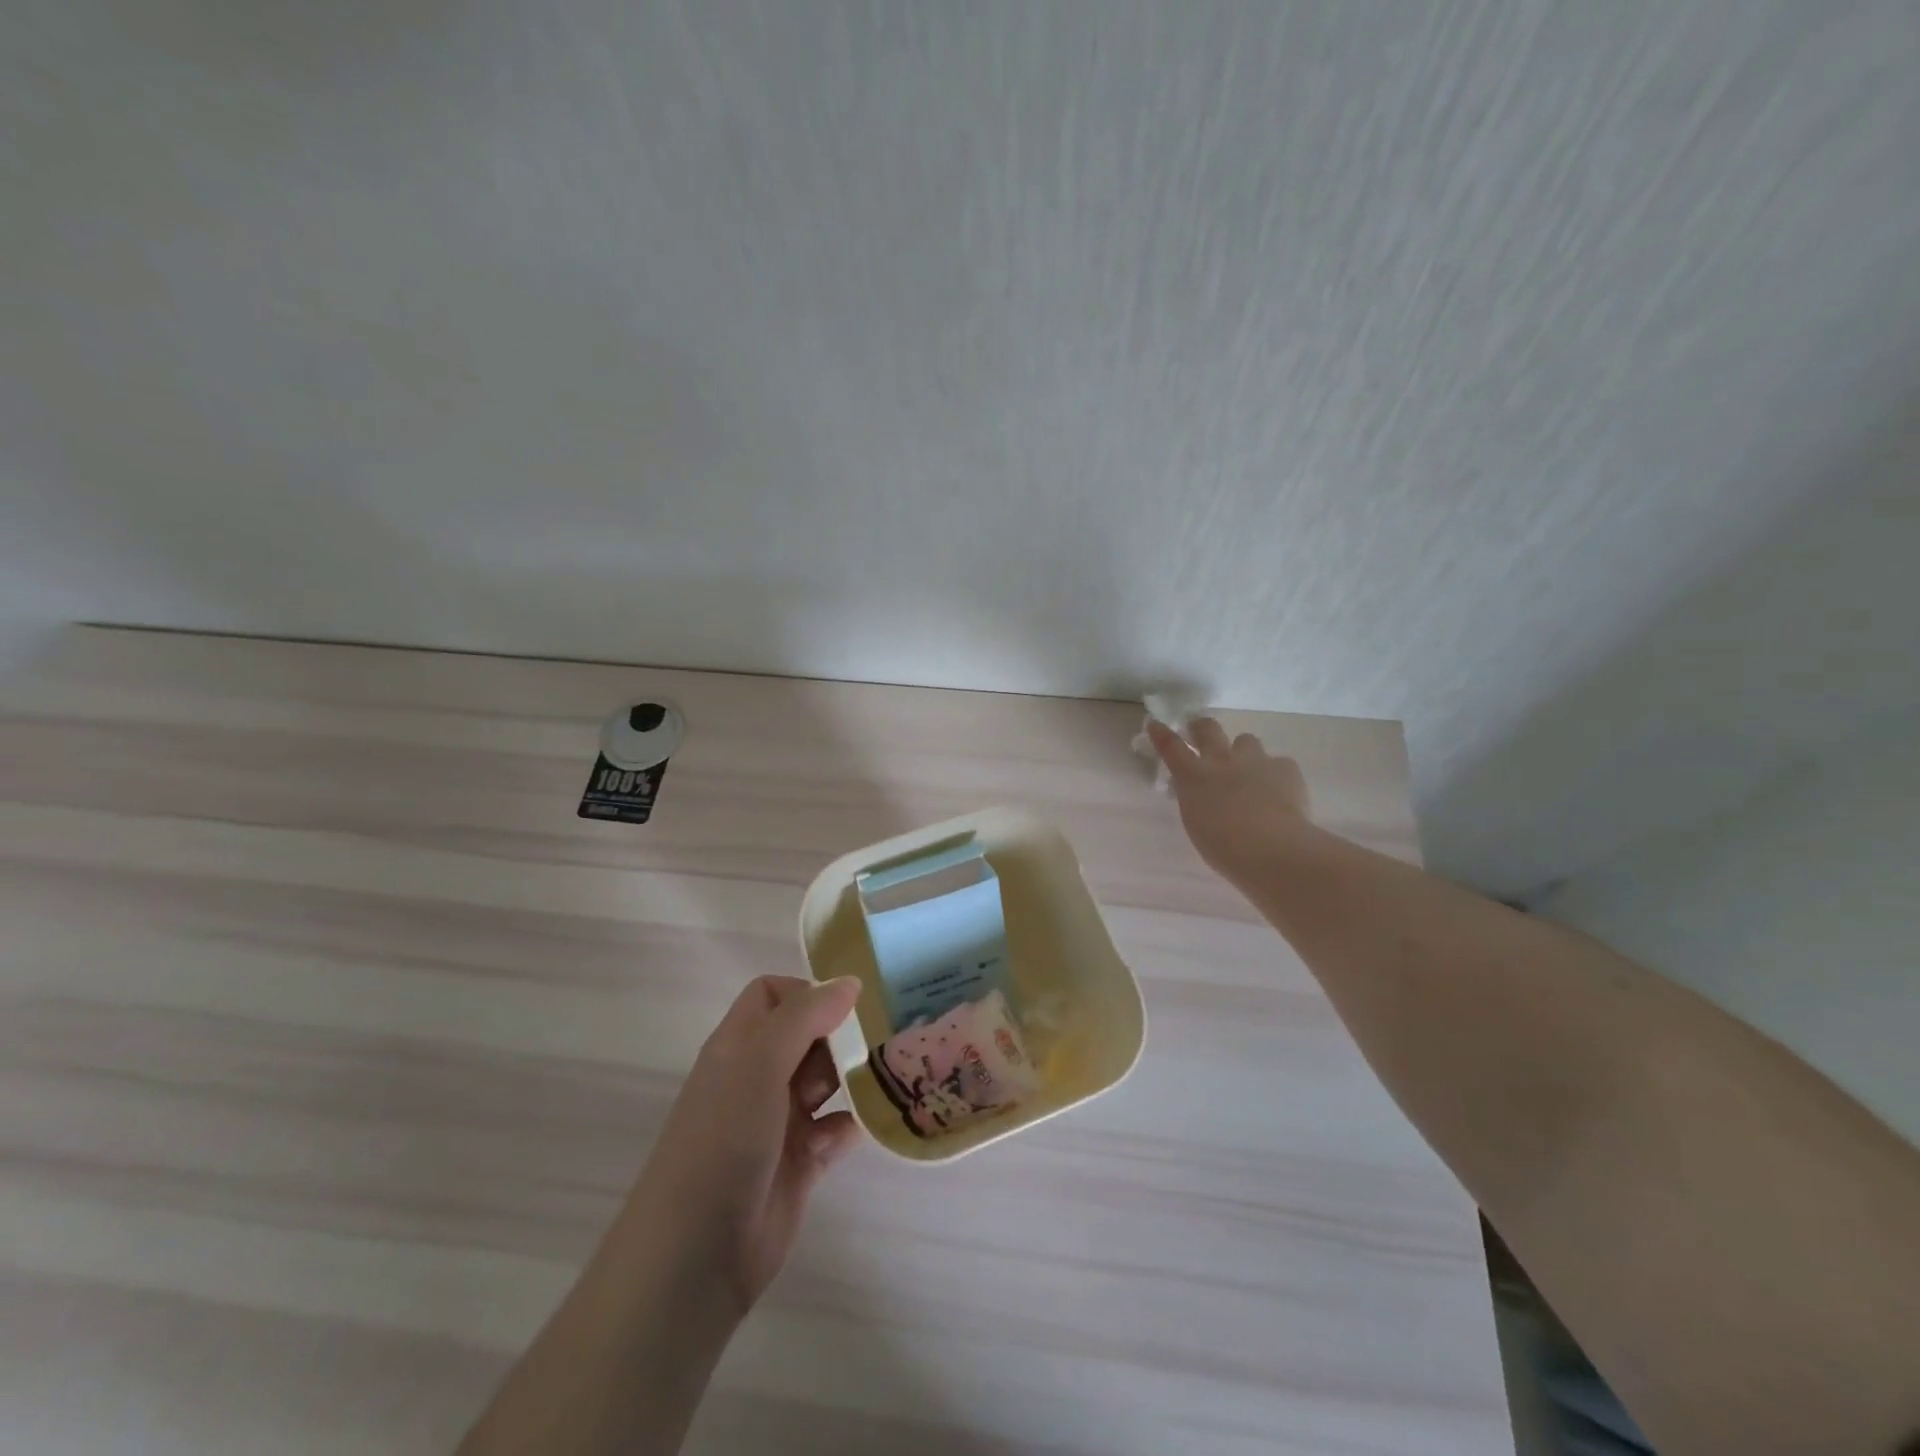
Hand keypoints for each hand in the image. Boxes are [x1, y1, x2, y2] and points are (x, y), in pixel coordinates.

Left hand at [627, 975, 864, 1317]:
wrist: (695, 1255)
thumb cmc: (723, 1140)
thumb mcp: (760, 1063)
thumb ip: (805, 1016)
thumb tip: (850, 982)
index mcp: (739, 1046)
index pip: (772, 996)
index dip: (807, 993)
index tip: (844, 1009)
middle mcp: (757, 1077)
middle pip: (806, 1036)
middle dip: (839, 1036)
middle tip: (874, 1044)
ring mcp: (778, 1122)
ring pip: (825, 1082)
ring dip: (852, 1078)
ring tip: (886, 1077)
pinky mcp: (798, 1163)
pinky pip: (836, 1130)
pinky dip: (851, 1125)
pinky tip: (860, 1129)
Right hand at [1147, 717, 1311, 887]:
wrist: (1272, 848)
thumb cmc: (1224, 847)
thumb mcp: (1196, 822)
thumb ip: (1196, 800)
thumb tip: (1200, 792)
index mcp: (1194, 777)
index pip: (1171, 747)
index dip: (1162, 733)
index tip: (1155, 723)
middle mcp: (1222, 760)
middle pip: (1208, 729)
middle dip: (1201, 727)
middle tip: (1201, 732)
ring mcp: (1255, 760)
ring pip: (1246, 740)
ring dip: (1244, 752)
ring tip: (1249, 771)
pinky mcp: (1285, 767)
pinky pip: (1278, 763)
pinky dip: (1276, 774)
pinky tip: (1280, 792)